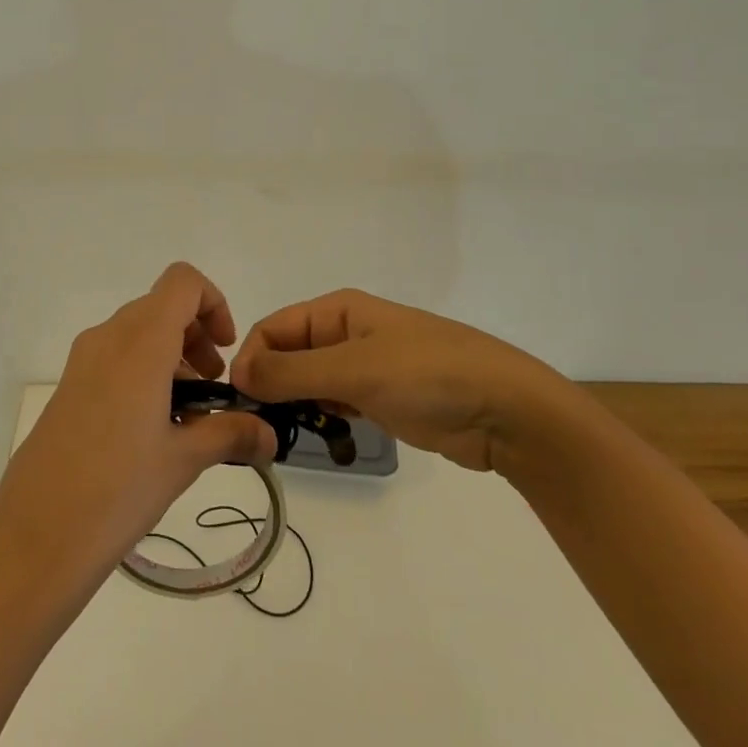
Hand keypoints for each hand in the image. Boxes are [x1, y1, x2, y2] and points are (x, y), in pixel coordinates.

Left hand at [0, 263, 277, 593]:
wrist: (37, 533)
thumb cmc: (118, 489)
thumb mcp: (183, 461)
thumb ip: (231, 435)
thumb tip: (271, 435)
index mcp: (140, 342)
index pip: (182, 281)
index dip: (213, 303)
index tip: (225, 352)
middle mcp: (108, 337)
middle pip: (162, 307)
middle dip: (196, 337)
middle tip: (214, 391)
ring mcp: (83, 360)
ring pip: (138, 333)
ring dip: (172, 358)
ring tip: (189, 418)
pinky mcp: (69, 385)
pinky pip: (115, 357)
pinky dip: (144, 373)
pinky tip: (154, 430)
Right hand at [230, 289, 575, 472]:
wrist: (509, 411)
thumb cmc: (428, 376)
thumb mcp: (354, 369)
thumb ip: (291, 372)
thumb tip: (237, 372)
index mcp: (336, 310)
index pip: (272, 328)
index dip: (252, 359)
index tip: (242, 402)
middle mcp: (345, 332)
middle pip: (288, 355)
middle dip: (271, 385)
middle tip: (262, 426)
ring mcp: (365, 366)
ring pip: (310, 382)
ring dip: (296, 405)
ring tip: (290, 436)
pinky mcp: (382, 397)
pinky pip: (336, 402)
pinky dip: (323, 417)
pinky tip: (325, 436)